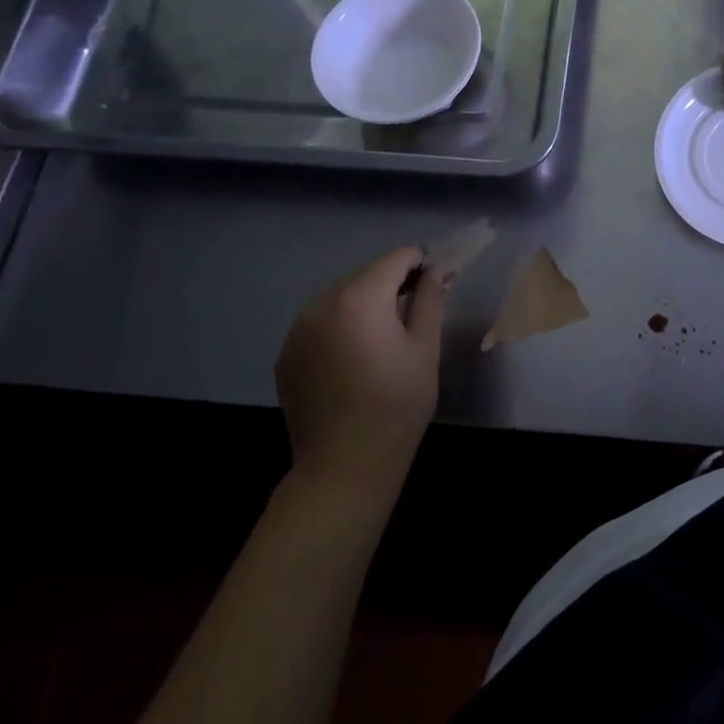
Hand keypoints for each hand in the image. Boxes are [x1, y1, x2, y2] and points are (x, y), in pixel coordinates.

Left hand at [274, 245, 446, 485]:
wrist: (343, 465)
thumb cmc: (397, 403)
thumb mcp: (425, 348)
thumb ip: (430, 300)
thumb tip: (436, 270)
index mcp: (359, 297)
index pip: (396, 258)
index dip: (421, 262)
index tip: (437, 281)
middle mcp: (321, 303)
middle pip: (365, 274)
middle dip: (392, 282)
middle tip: (416, 309)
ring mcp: (297, 329)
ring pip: (340, 297)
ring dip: (364, 303)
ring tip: (384, 334)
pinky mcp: (286, 354)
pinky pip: (320, 322)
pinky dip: (341, 325)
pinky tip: (355, 356)